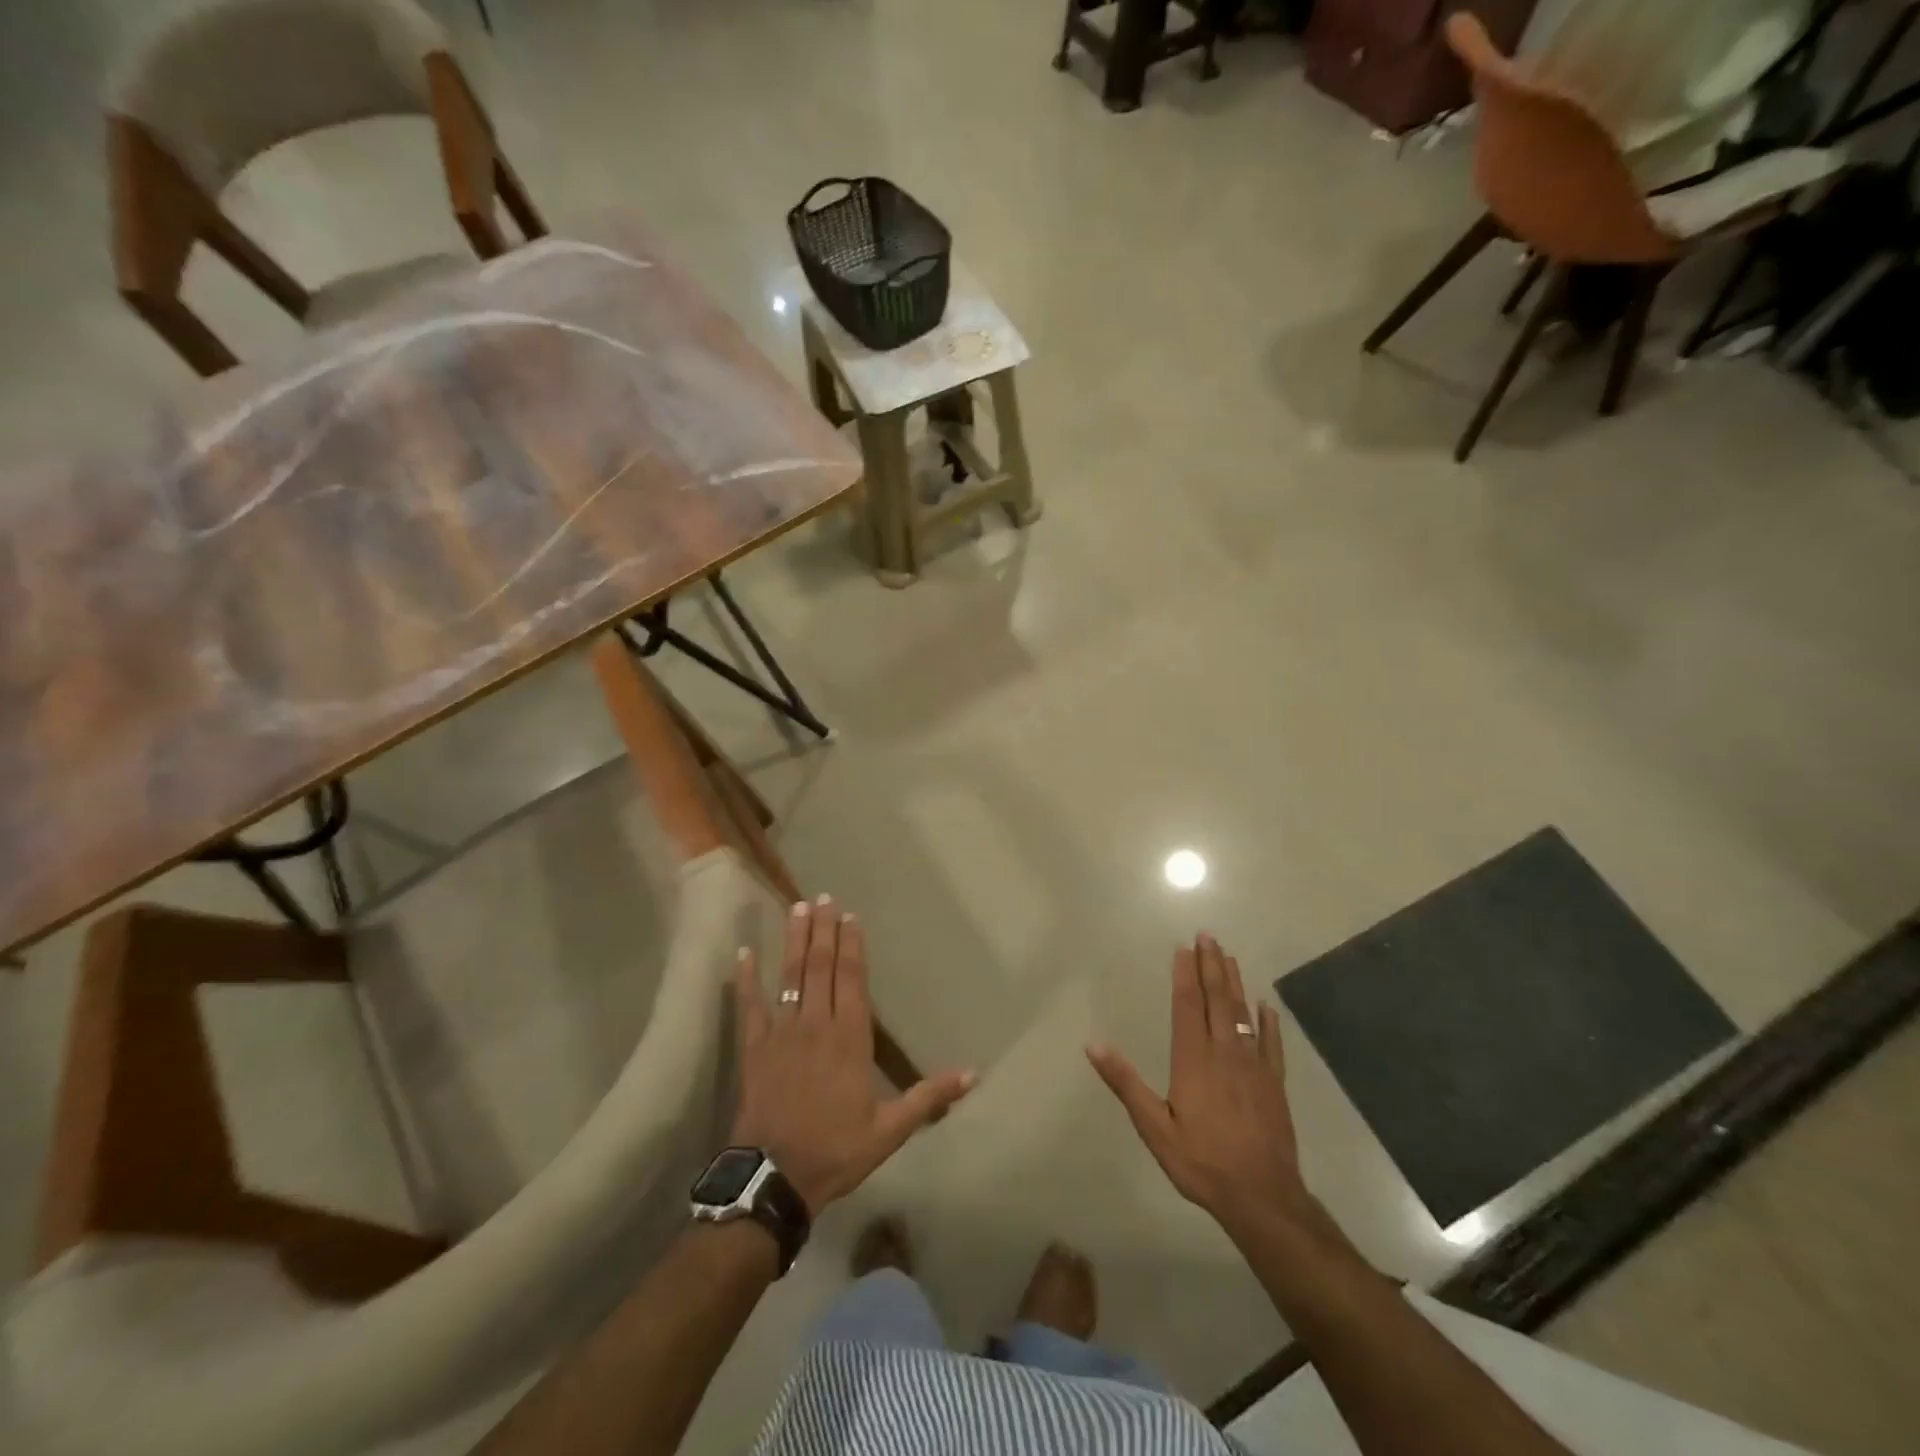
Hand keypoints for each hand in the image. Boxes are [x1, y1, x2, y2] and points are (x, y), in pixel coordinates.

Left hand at [731, 896, 975, 1212]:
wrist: (775, 1178)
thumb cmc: (836, 1150)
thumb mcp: (890, 1130)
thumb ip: (929, 1097)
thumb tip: (973, 1074)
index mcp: (850, 1038)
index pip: (852, 980)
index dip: (852, 946)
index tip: (850, 917)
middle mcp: (817, 1024)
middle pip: (821, 967)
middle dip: (823, 930)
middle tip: (823, 897)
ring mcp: (782, 1033)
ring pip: (790, 976)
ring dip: (794, 941)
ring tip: (797, 908)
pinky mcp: (754, 1048)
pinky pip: (750, 1006)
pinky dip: (746, 979)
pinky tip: (743, 953)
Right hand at [1087, 934, 1311, 1242]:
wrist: (1263, 1197)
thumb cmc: (1202, 1161)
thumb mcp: (1154, 1127)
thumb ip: (1125, 1083)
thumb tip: (1093, 1044)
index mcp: (1193, 1060)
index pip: (1188, 1006)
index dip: (1185, 975)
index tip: (1184, 947)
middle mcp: (1225, 1053)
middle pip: (1217, 999)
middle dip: (1211, 965)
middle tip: (1208, 935)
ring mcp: (1254, 1066)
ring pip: (1243, 1013)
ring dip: (1235, 982)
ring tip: (1229, 956)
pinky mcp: (1275, 1083)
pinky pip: (1271, 1043)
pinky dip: (1267, 1021)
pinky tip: (1265, 1005)